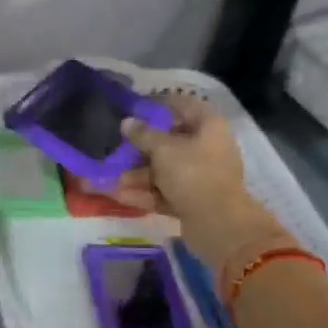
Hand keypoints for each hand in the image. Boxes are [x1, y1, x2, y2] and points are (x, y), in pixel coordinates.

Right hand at [118, 95, 285, 270]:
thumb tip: (127, 122)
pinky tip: (118, 195)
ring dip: (137, 174)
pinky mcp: (193, 200)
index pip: (183, 105)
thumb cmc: (192, 174)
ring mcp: (201, 176)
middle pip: (170, 142)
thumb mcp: (163, 149)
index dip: (159, 104)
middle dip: (140, 148)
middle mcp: (208, 148)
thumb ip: (143, 134)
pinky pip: (165, 191)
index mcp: (208, 126)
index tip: (135, 108)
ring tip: (109, 178)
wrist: (218, 223)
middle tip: (115, 147)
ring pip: (164, 170)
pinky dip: (144, 193)